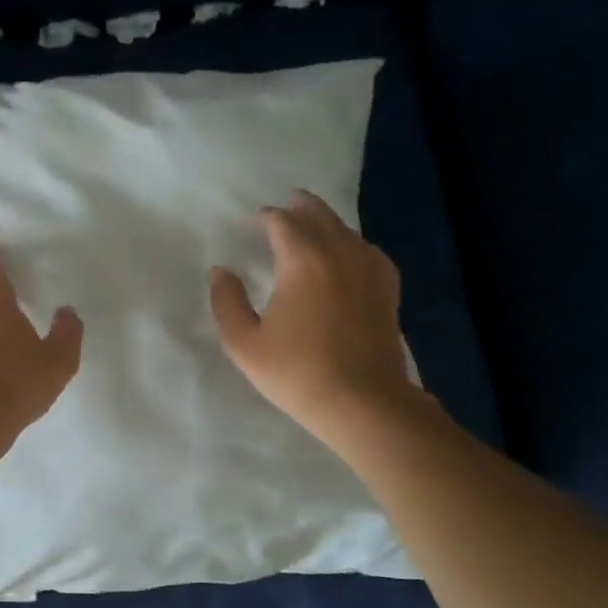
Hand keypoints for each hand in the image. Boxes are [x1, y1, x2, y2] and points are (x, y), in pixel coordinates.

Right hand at [209, 191, 426, 451]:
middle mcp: (339, 254)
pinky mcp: (387, 289)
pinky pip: (368, 251)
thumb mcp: (245, 343)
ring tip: (312, 226)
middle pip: (319, 216)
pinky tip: (348, 255)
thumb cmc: (297, 373)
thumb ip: (227, 302)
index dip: (266, 217)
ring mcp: (369, 270)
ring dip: (326, 223)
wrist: (362, 402)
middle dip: (300, 207)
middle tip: (286, 205)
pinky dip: (352, 244)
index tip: (254, 221)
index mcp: (302, 261)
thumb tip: (220, 271)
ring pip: (346, 231)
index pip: (282, 223)